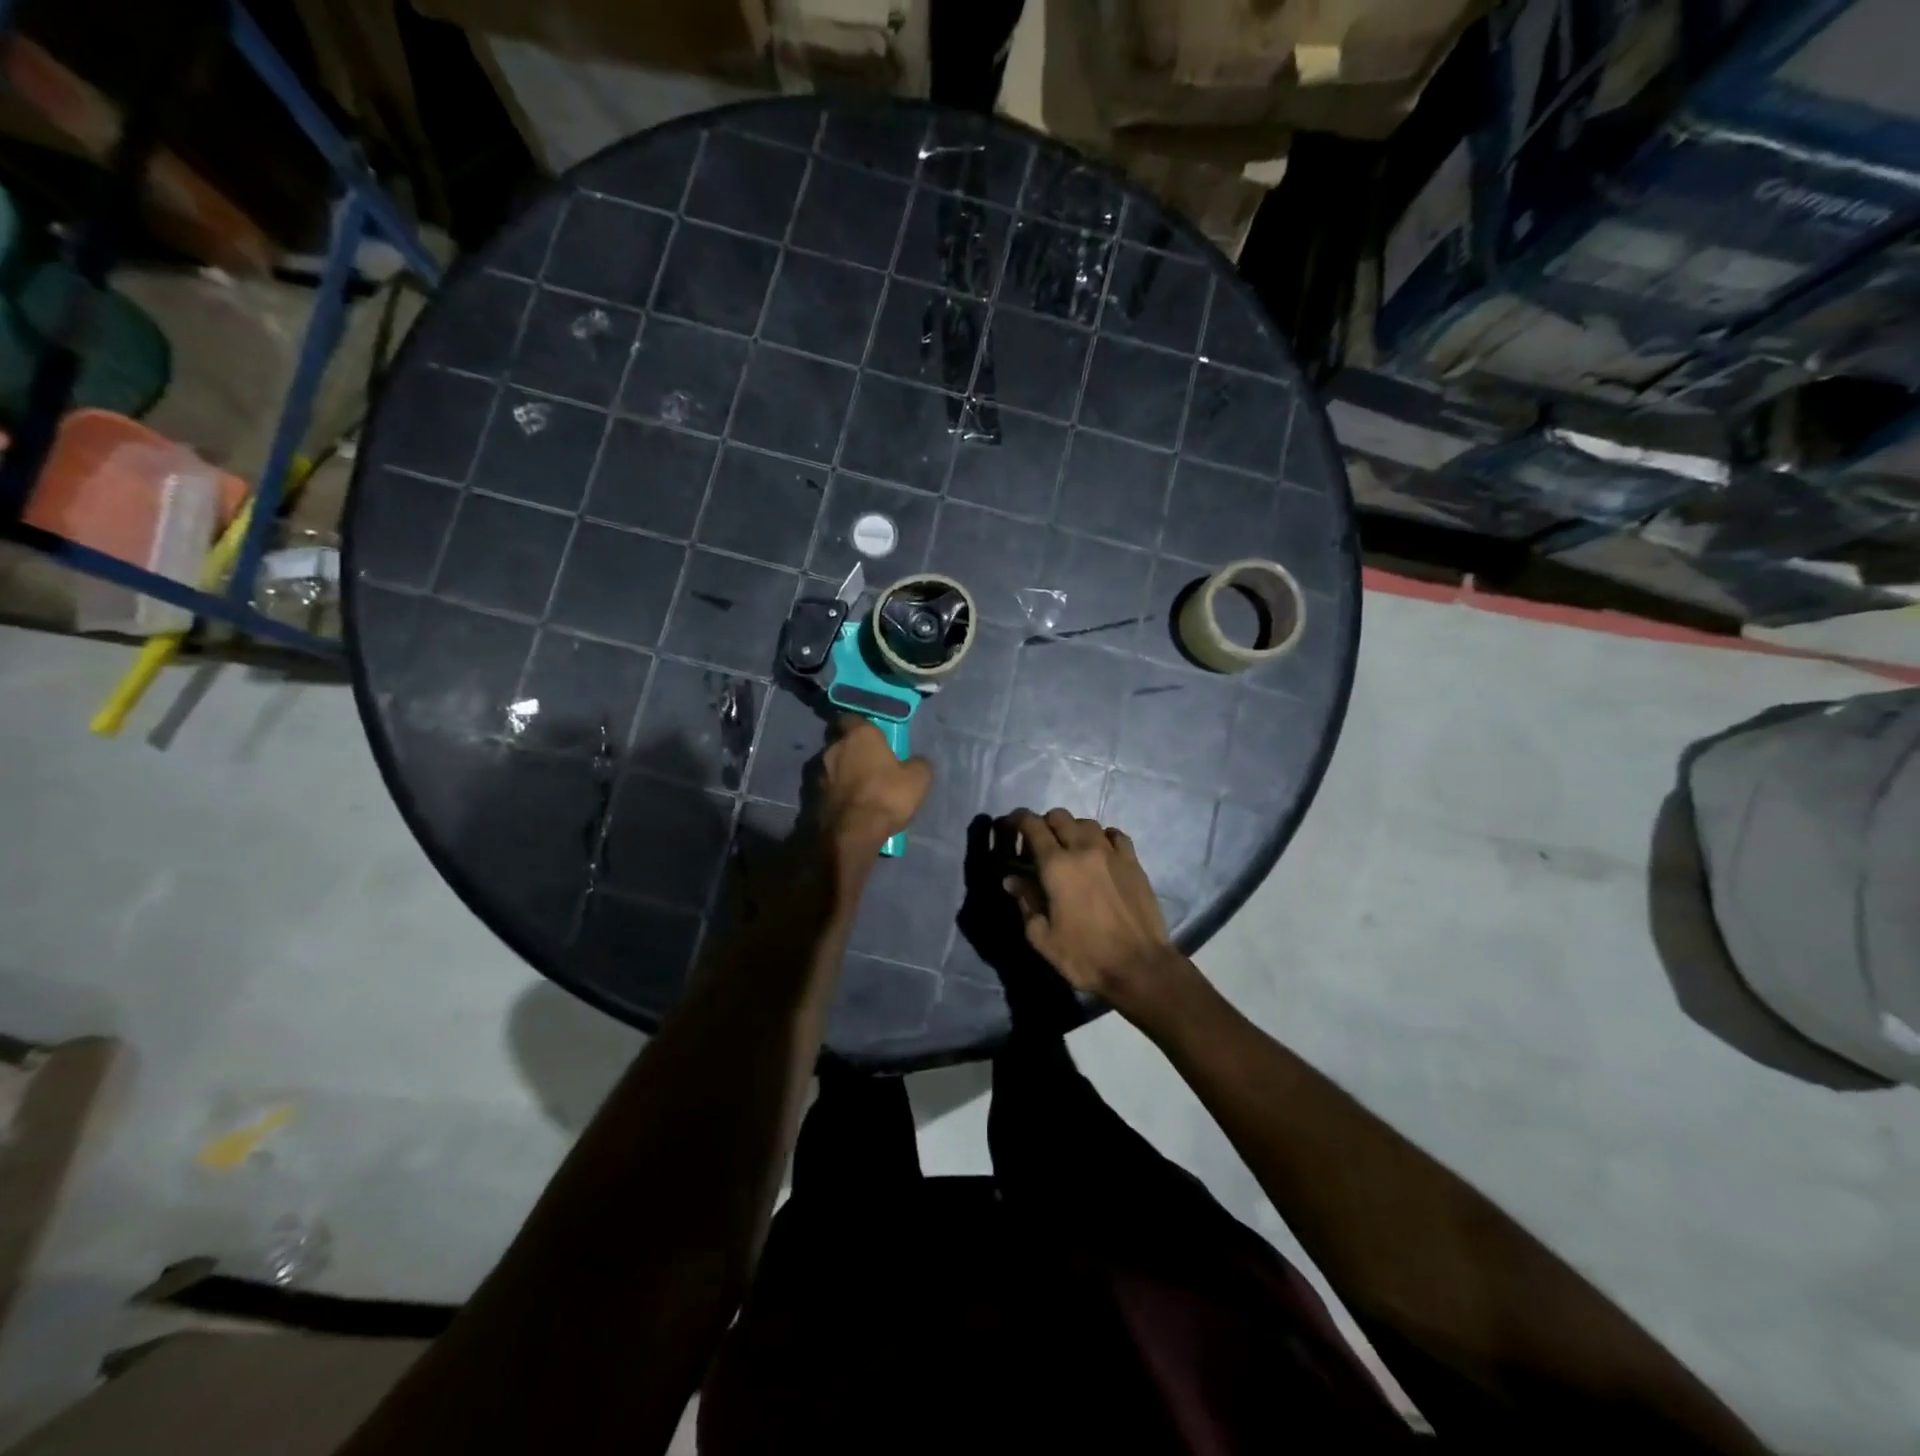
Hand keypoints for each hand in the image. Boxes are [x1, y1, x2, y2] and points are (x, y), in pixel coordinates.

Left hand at [819, 716, 931, 851]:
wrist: (851, 834)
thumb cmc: (886, 796)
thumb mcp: (919, 779)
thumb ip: (917, 763)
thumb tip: (915, 761)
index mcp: (859, 735)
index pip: (852, 717)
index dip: (861, 725)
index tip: (872, 735)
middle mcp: (833, 747)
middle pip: (841, 742)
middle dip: (852, 750)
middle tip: (868, 764)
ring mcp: (817, 772)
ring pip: (831, 765)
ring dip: (842, 772)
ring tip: (858, 789)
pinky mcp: (809, 796)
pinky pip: (825, 787)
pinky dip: (835, 792)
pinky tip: (847, 805)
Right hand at [1002, 809, 1180, 1011]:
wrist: (1139, 967)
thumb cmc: (1084, 956)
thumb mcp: (1042, 937)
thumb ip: (1025, 902)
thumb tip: (1012, 879)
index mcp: (1056, 865)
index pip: (1032, 825)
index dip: (1018, 820)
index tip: (1011, 827)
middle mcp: (1083, 849)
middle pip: (1060, 816)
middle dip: (1044, 824)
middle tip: (1039, 845)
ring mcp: (1112, 853)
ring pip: (1087, 823)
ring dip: (1073, 830)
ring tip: (1070, 849)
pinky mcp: (1134, 863)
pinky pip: (1115, 835)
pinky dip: (1102, 837)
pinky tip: (1100, 853)